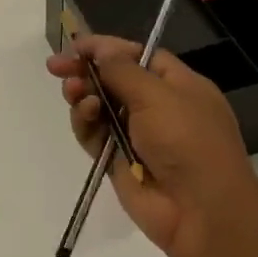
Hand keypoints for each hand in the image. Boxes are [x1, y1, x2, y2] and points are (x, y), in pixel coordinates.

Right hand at [47, 36, 257, 256]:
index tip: (76, 45)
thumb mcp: (158, 96)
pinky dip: (86, 124)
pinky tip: (84, 116)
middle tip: (56, 67)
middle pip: (114, 80)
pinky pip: (95, 135)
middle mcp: (159, 107)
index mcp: (179, 85)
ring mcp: (138, 135)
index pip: (138, 56)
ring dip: (84, 96)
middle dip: (86, 71)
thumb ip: (123, 70)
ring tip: (73, 93)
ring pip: (100, 107)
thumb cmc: (187, 141)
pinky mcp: (120, 160)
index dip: (107, 48)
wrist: (200, 211)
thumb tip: (102, 49)